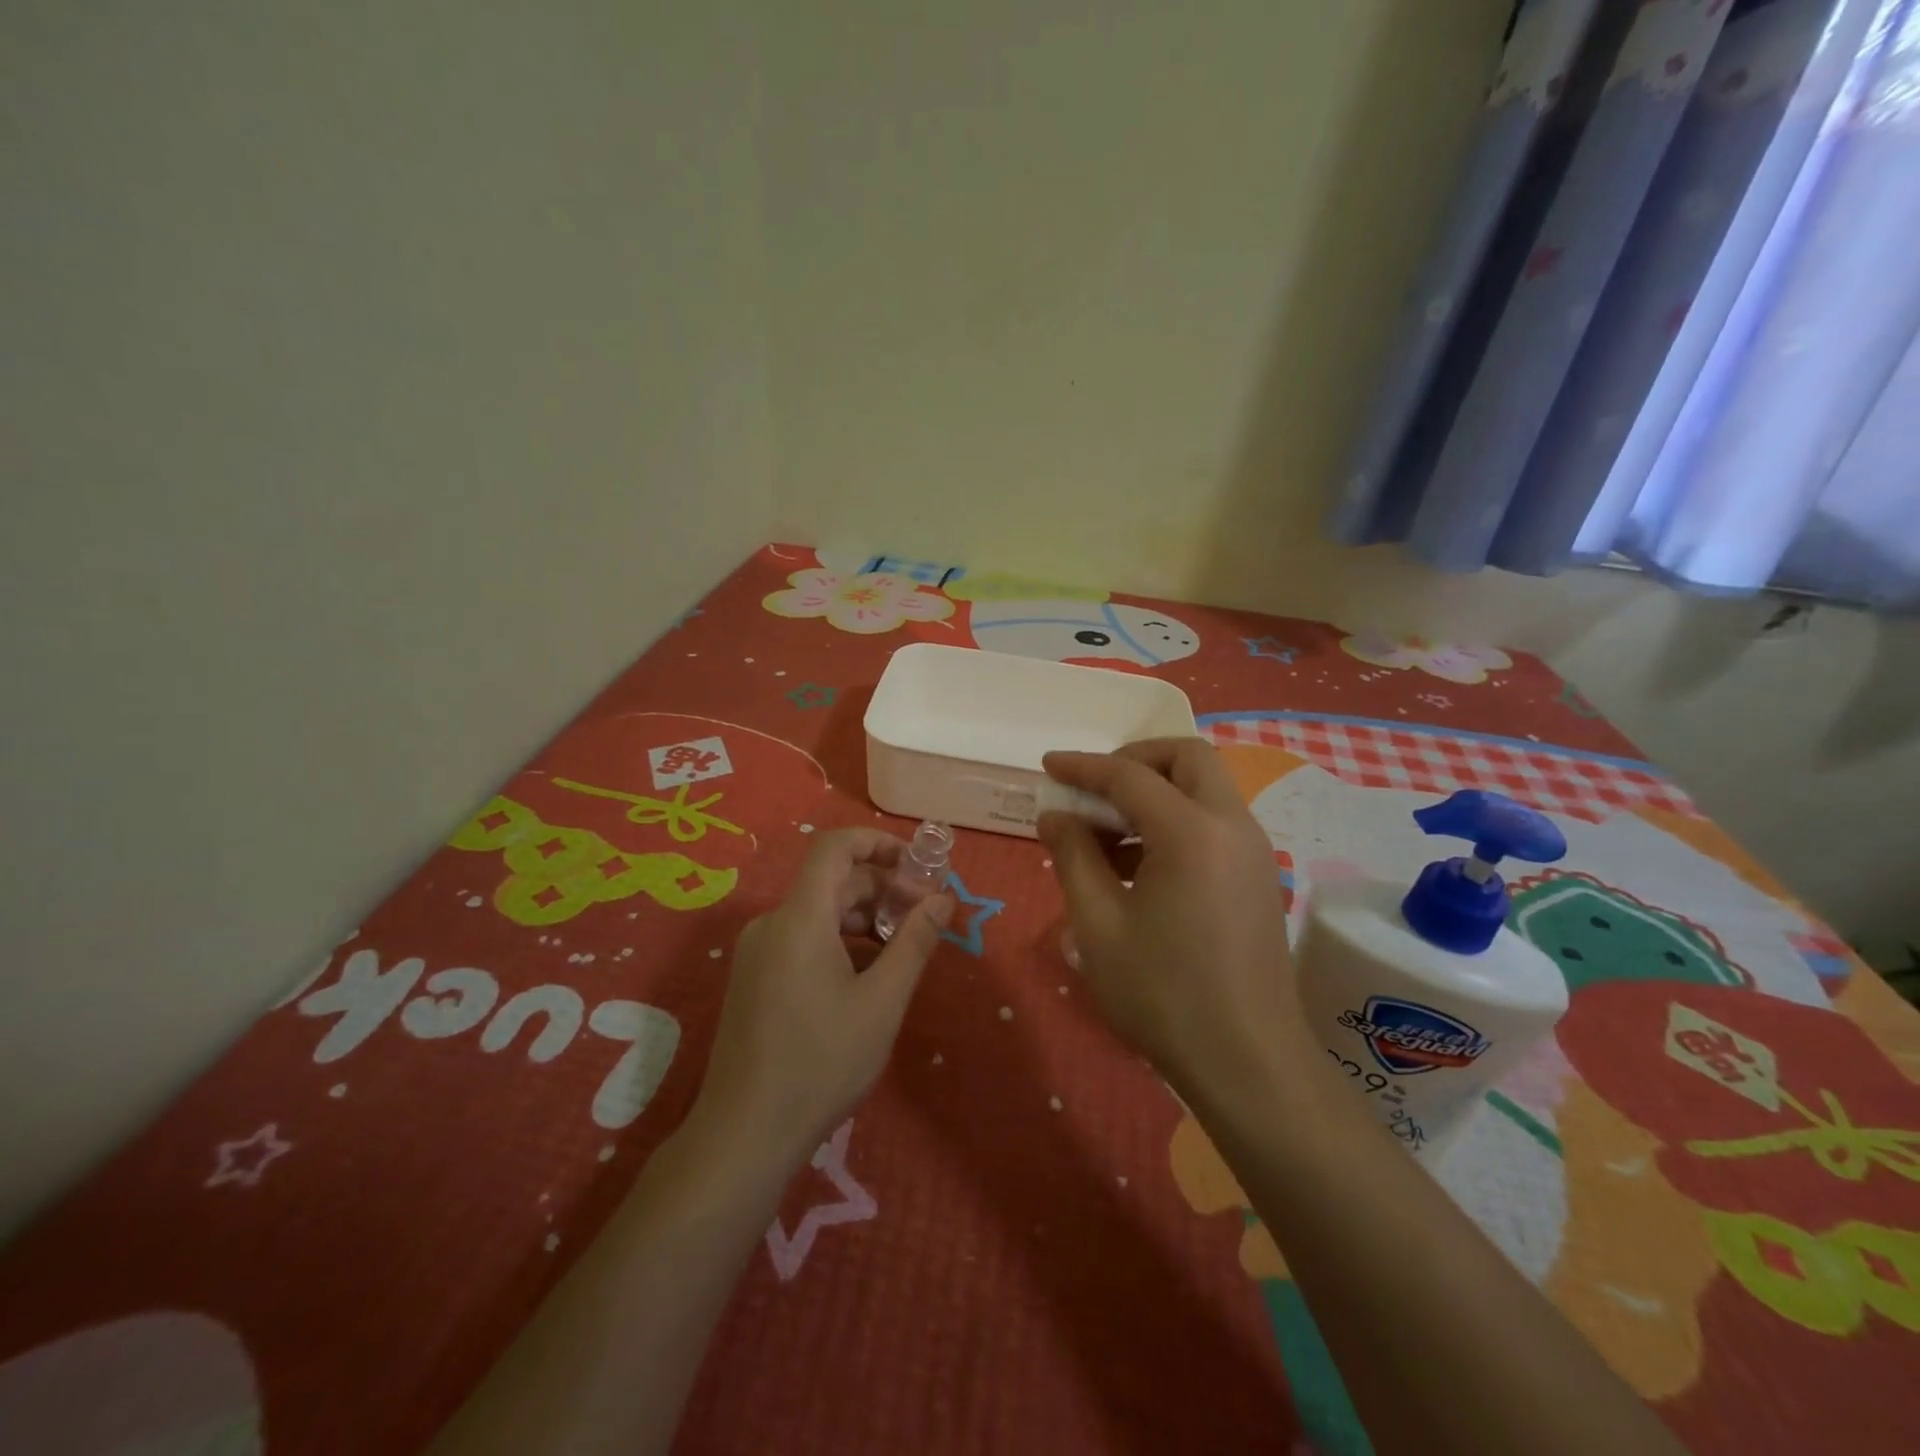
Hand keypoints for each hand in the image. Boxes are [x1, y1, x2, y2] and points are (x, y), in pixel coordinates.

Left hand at [696, 829, 950, 1165]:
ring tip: (904, 947)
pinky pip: (804, 938)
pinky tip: (869, 974)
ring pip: (819, 912)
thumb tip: (943, 899)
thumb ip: (914, 942)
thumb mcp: (881, 1002)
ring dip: (864, 917)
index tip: (919, 865)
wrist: (744, 1135)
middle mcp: (773, 923)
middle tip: (926, 914)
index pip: (834, 846)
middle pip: (832, 881)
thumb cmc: (821, 1063)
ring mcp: (759, 951)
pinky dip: (841, 941)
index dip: (878, 843)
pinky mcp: (756, 977)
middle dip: (883, 888)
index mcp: (799, 918)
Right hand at [1038, 739, 1297, 1102]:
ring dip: (1154, 794)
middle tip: (1093, 790)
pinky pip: (1213, 824)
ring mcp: (1253, 852)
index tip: (1047, 766)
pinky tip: (1136, 868)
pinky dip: (1174, 822)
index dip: (1083, 766)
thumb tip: (1055, 815)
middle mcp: (1232, 827)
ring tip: (1105, 837)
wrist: (1247, 1063)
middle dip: (1134, 761)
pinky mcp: (1258, 878)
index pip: (1130, 775)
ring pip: (1203, 790)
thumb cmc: (1163, 994)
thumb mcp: (1098, 924)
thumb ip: (1073, 856)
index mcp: (1192, 832)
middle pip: (1187, 758)